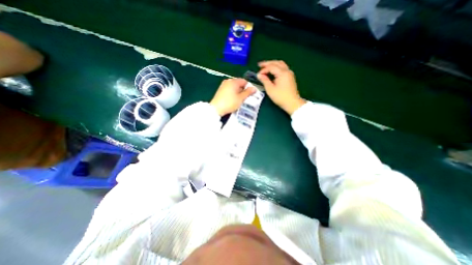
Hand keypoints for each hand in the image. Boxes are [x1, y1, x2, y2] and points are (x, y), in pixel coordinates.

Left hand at [209, 78, 254, 115]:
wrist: (216, 108)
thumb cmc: (230, 103)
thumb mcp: (241, 98)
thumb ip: (248, 92)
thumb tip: (254, 88)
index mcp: (234, 81)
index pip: (244, 81)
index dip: (249, 87)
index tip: (250, 94)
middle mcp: (228, 81)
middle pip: (239, 83)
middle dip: (243, 90)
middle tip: (245, 98)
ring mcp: (223, 85)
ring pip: (234, 87)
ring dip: (238, 92)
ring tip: (239, 100)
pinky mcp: (220, 90)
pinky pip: (229, 89)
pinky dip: (233, 93)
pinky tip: (233, 99)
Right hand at [258, 61, 305, 114]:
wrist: (292, 103)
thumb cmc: (280, 97)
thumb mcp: (270, 89)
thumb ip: (264, 80)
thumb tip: (259, 75)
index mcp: (282, 73)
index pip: (271, 67)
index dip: (263, 70)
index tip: (258, 75)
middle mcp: (287, 71)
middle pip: (276, 63)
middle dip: (268, 63)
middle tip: (260, 65)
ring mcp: (290, 73)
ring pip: (281, 64)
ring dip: (273, 64)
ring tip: (266, 67)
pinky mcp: (290, 77)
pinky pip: (283, 68)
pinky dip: (277, 67)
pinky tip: (273, 71)